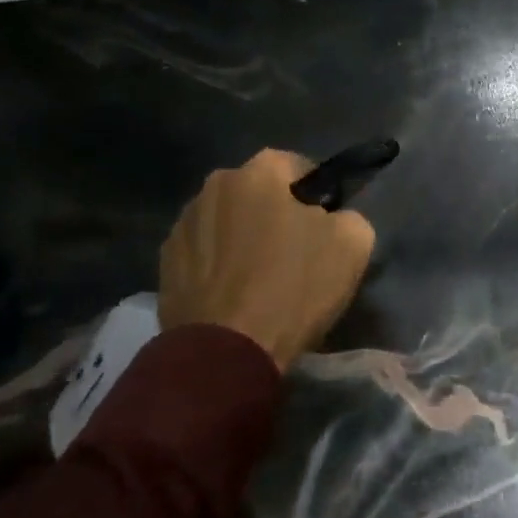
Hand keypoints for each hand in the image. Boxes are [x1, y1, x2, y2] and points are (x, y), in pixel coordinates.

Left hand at [158, 149, 375, 370]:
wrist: (226, 352)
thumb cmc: (293, 288)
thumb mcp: (352, 245)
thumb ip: (348, 216)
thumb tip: (334, 219)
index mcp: (258, 172)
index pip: (296, 165)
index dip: (314, 192)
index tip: (324, 222)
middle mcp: (214, 186)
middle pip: (256, 193)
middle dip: (273, 213)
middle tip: (293, 251)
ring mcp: (183, 224)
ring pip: (225, 222)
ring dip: (241, 238)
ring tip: (258, 278)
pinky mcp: (165, 264)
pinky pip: (203, 254)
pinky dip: (217, 267)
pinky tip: (232, 296)